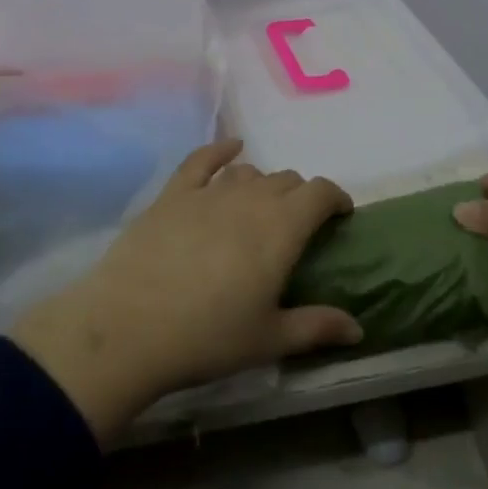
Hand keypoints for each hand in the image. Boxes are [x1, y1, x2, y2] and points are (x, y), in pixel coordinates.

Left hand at [10, 140, 361, 441]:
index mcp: (281, 229)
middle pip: (286, 180)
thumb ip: (316, 328)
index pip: (319, 193)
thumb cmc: (207, 337)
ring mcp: (209, 192)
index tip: (340, 215)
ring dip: (263, 184)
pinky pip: (202, 160)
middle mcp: (250, 199)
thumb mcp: (269, 340)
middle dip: (300, 196)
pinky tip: (230, 148)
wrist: (129, 327)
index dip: (335, 198)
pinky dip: (221, 150)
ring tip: (261, 206)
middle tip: (297, 226)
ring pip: (249, 173)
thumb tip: (358, 329)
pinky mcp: (173, 194)